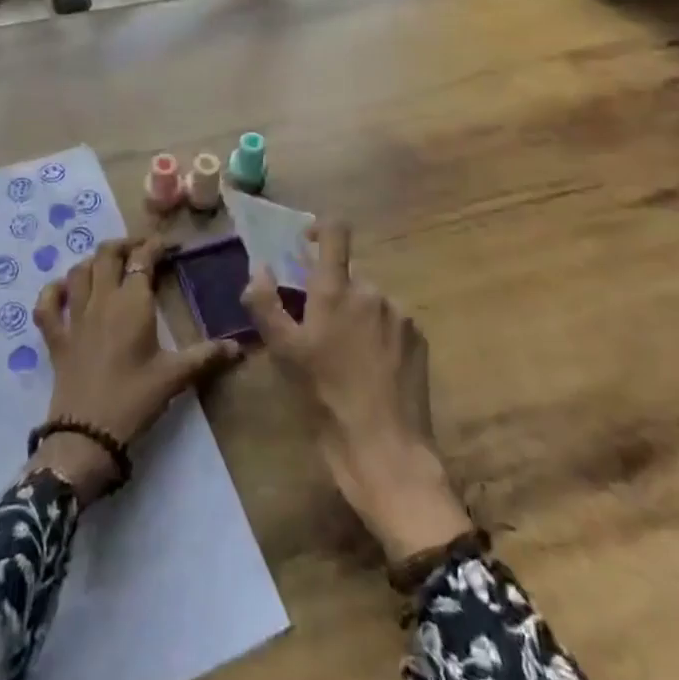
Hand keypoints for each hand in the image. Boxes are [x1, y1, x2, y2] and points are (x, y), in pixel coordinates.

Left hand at [28, 236, 241, 502]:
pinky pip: (47, 305)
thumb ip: (206, 356)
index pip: (142, 259)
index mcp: (132, 303)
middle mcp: (101, 300)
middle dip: (125, 245)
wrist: (87, 435)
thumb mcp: (175, 377)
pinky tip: (64, 290)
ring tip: (109, 265)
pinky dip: (53, 292)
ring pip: (79, 271)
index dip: (155, 246)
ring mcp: (74, 317)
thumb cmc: (134, 400)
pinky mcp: (56, 338)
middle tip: (142, 251)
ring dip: (94, 261)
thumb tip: (239, 347)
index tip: (170, 245)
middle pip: (107, 254)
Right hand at [241, 224, 471, 562]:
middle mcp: (372, 291)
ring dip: (356, 314)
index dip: (320, 229)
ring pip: (370, 301)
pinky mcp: (419, 339)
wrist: (386, 450)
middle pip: (348, 275)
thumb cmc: (326, 398)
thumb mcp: (283, 353)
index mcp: (337, 289)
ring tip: (345, 355)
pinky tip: (371, 368)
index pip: (335, 232)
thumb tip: (259, 267)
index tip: (307, 243)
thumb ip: (265, 304)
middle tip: (317, 329)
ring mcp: (400, 315)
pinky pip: (391, 322)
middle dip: (332, 292)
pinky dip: (378, 333)